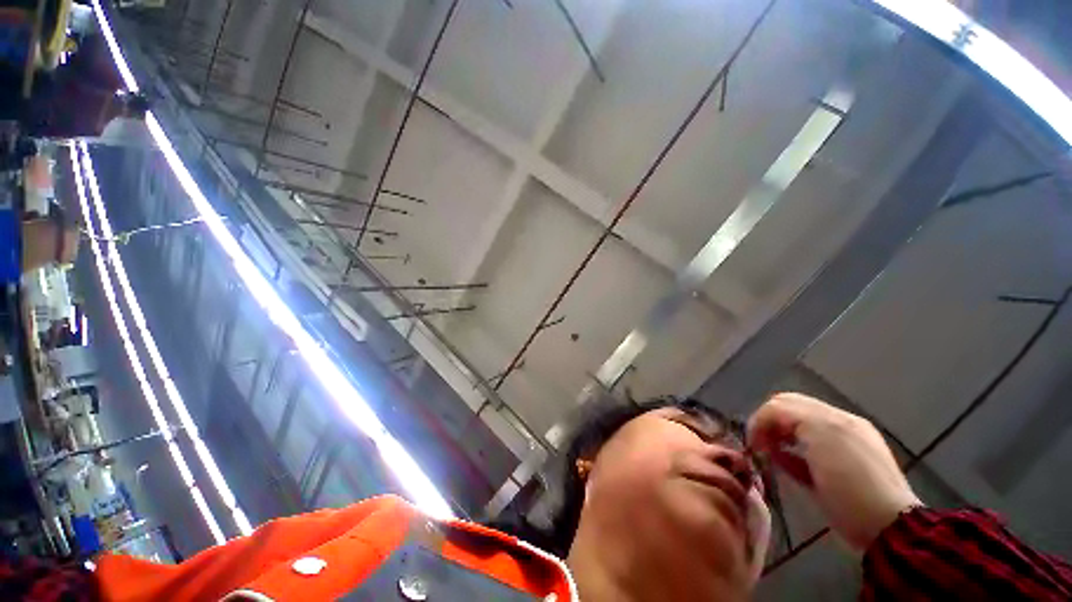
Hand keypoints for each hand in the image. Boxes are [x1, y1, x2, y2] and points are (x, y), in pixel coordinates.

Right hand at [747, 393, 921, 550]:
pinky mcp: (847, 458)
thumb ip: (786, 428)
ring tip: (770, 453)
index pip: (781, 404)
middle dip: (768, 423)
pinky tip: (787, 461)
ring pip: (798, 424)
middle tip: (759, 445)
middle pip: (788, 408)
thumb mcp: (816, 448)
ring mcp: (845, 439)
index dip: (759, 420)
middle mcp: (838, 422)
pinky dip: (794, 447)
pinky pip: (811, 443)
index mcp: (831, 417)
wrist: (890, 527)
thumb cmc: (850, 489)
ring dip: (779, 434)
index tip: (751, 444)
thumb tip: (763, 435)